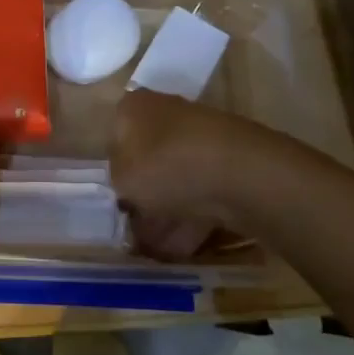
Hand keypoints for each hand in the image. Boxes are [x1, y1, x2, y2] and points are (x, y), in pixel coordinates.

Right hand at [109, 91, 269, 258]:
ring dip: (167, 210)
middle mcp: (166, 113)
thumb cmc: (164, 165)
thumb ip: (117, 183)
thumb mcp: (121, 179)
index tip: (117, 198)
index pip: (115, 136)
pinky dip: (192, 218)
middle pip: (148, 157)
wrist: (238, 173)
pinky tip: (183, 247)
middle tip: (136, 227)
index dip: (115, 170)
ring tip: (157, 247)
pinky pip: (202, 192)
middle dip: (143, 194)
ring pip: (176, 176)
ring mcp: (201, 137)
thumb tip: (126, 187)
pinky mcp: (229, 161)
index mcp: (134, 107)